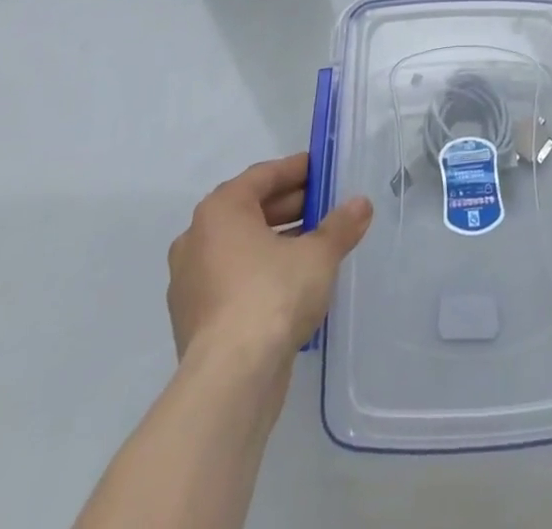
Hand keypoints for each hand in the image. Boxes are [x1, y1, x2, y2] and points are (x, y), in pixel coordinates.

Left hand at [167, 153, 372, 361]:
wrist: (230, 381)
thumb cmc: (272, 295)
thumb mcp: (318, 255)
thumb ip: (339, 226)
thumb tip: (361, 205)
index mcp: (220, 210)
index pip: (262, 176)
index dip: (295, 170)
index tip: (320, 169)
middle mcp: (197, 239)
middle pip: (249, 210)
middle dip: (288, 207)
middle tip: (324, 206)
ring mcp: (190, 282)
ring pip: (240, 247)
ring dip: (275, 242)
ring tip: (314, 246)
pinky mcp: (194, 319)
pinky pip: (232, 280)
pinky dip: (259, 273)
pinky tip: (291, 284)